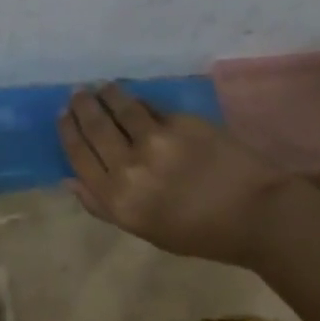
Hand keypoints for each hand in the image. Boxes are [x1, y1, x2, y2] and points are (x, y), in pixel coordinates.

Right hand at [59, 84, 293, 266]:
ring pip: (120, 108)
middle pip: (95, 128)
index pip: (79, 156)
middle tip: (78, 93)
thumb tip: (70, 179)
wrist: (256, 215)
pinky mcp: (181, 124)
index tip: (63, 116)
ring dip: (106, 94)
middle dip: (82, 106)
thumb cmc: (200, 233)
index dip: (68, 132)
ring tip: (101, 87)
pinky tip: (135, 98)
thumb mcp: (144, 231)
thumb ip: (103, 206)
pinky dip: (139, 101)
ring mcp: (156, 142)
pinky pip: (151, 108)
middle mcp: (129, 168)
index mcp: (117, 200)